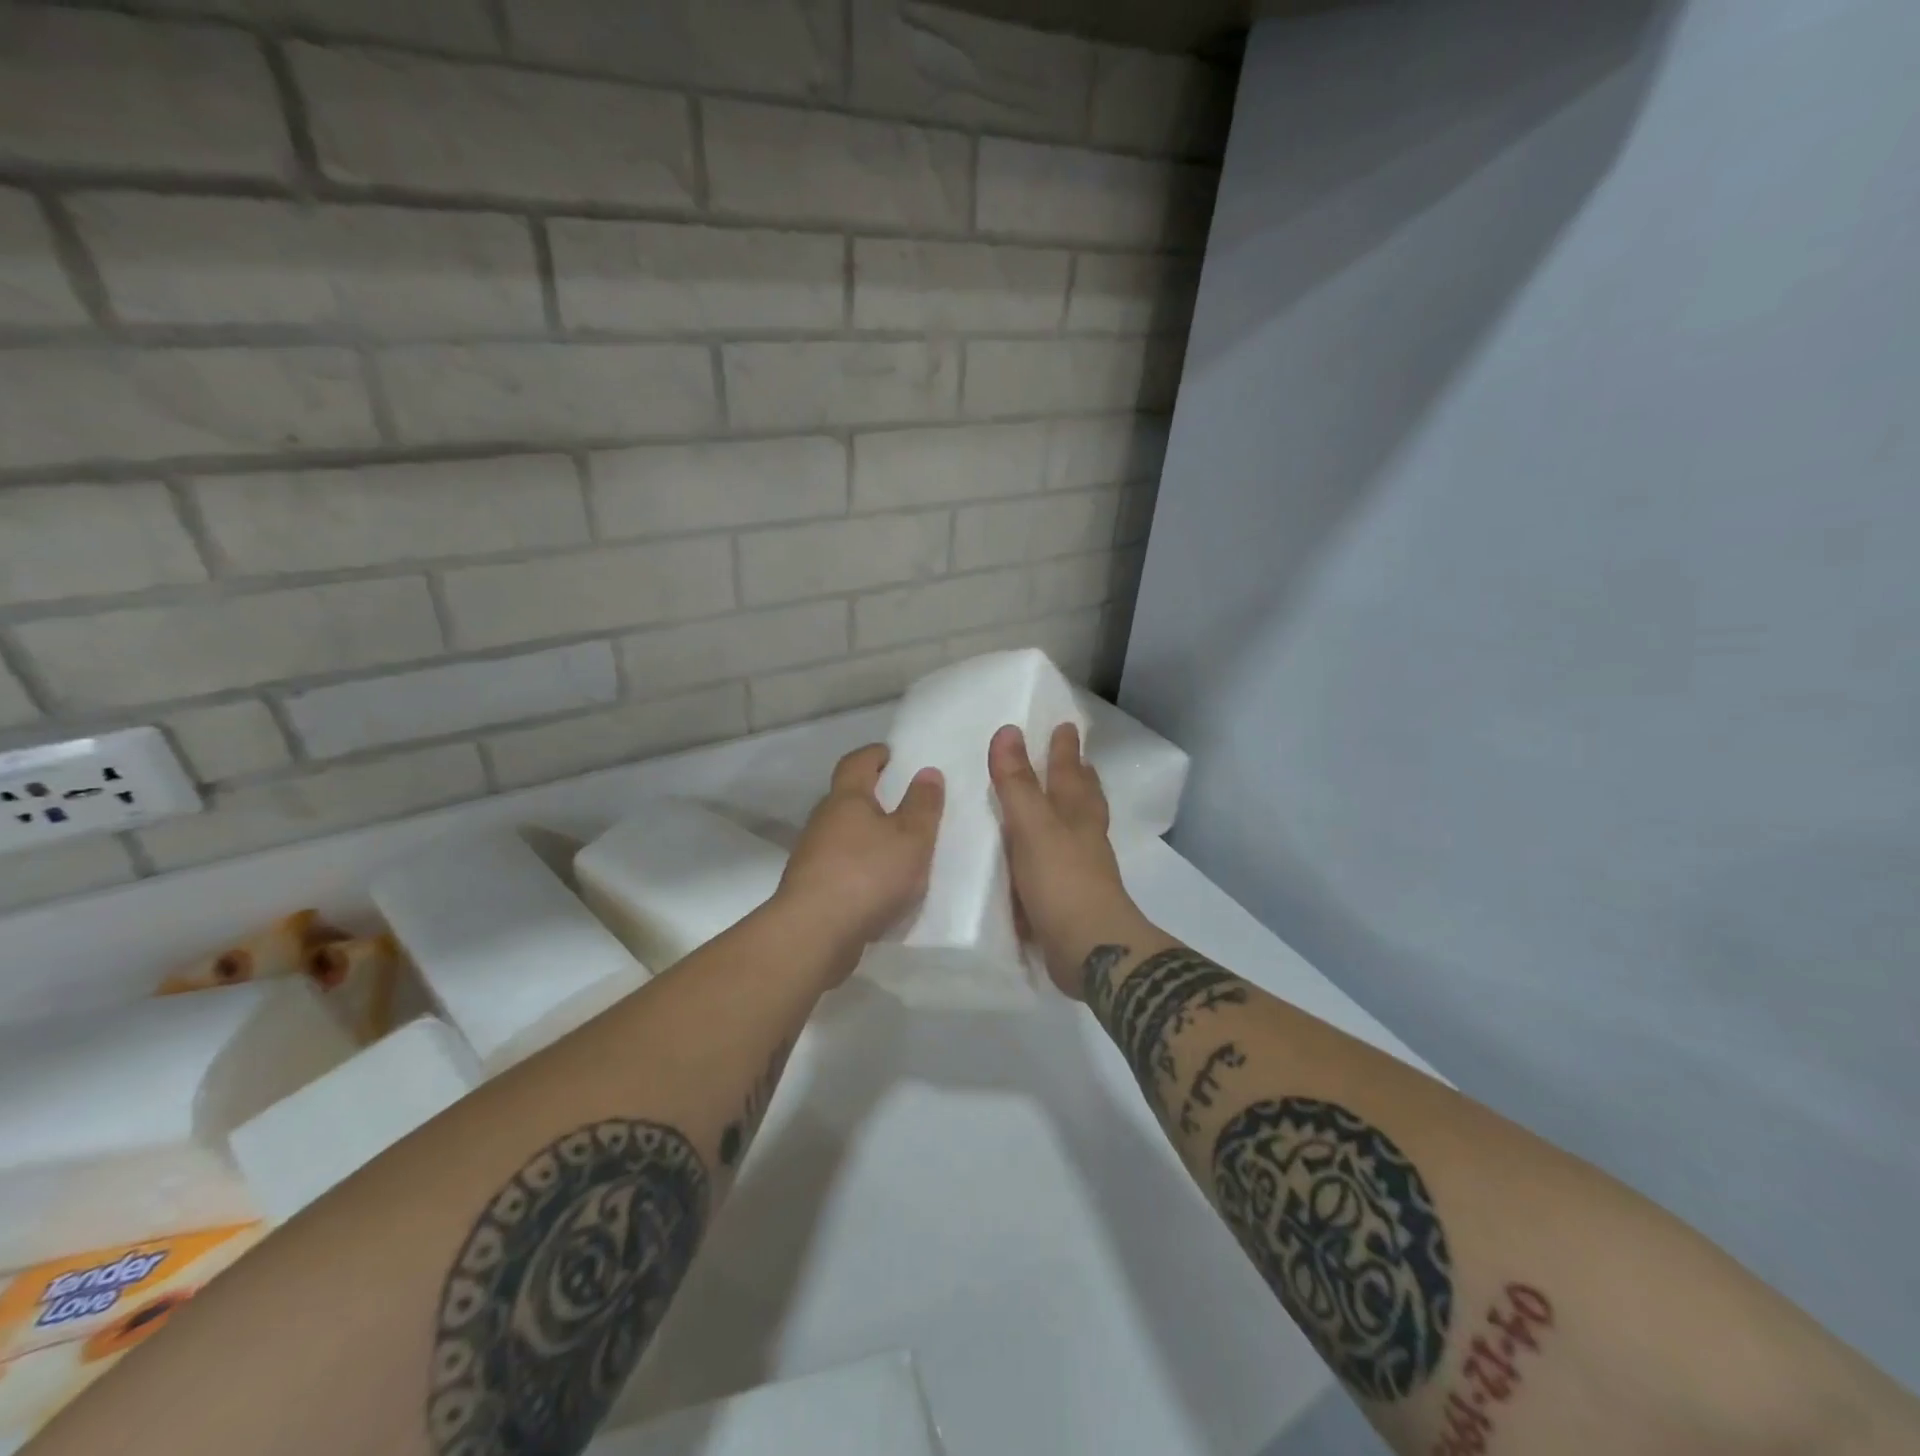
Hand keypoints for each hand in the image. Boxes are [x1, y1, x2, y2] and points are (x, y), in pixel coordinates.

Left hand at [776, 744, 943, 973]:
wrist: (815, 933)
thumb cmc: (868, 874)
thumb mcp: (911, 837)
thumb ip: (923, 805)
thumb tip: (927, 771)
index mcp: (846, 799)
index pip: (856, 763)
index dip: (874, 755)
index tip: (890, 754)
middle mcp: (823, 821)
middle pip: (846, 798)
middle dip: (871, 797)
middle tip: (901, 803)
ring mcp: (811, 856)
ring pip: (842, 835)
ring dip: (865, 836)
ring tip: (895, 848)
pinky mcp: (810, 888)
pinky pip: (839, 867)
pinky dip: (858, 867)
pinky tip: (878, 885)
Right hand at [989, 724, 1145, 998]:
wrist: (1090, 950)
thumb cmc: (1062, 881)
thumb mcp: (1032, 826)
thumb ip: (1017, 783)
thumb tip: (1008, 730)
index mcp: (1076, 815)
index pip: (1069, 773)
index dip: (1064, 750)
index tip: (1066, 726)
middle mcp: (1084, 838)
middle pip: (1084, 800)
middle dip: (1079, 778)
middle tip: (1078, 760)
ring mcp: (1083, 871)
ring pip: (1079, 830)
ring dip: (1072, 812)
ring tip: (1063, 802)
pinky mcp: (1074, 900)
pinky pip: (1064, 864)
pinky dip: (1057, 852)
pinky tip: (1045, 859)